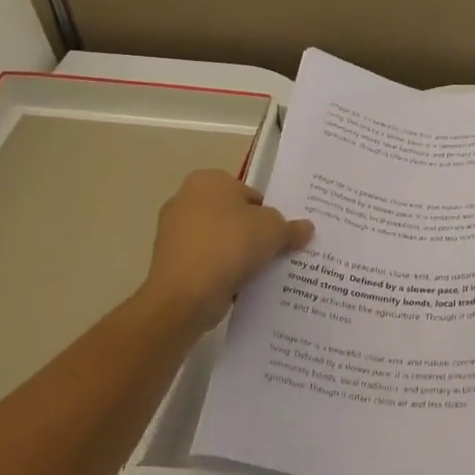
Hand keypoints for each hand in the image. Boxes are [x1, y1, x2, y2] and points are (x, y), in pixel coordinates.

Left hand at [141, 171, 312, 334]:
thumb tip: (305, 228)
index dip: (270, 214)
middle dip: (253, 234)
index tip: (282, 235)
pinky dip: (220, 272)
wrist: (184, 294)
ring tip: (260, 272)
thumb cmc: (230, 245)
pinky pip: (206, 262)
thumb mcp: (274, 231)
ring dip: (237, 255)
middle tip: (276, 252)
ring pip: (220, 241)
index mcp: (208, 180)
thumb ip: (291, 227)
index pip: (250, 194)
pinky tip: (239, 285)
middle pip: (234, 217)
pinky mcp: (170, 262)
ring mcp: (173, 232)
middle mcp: (186, 199)